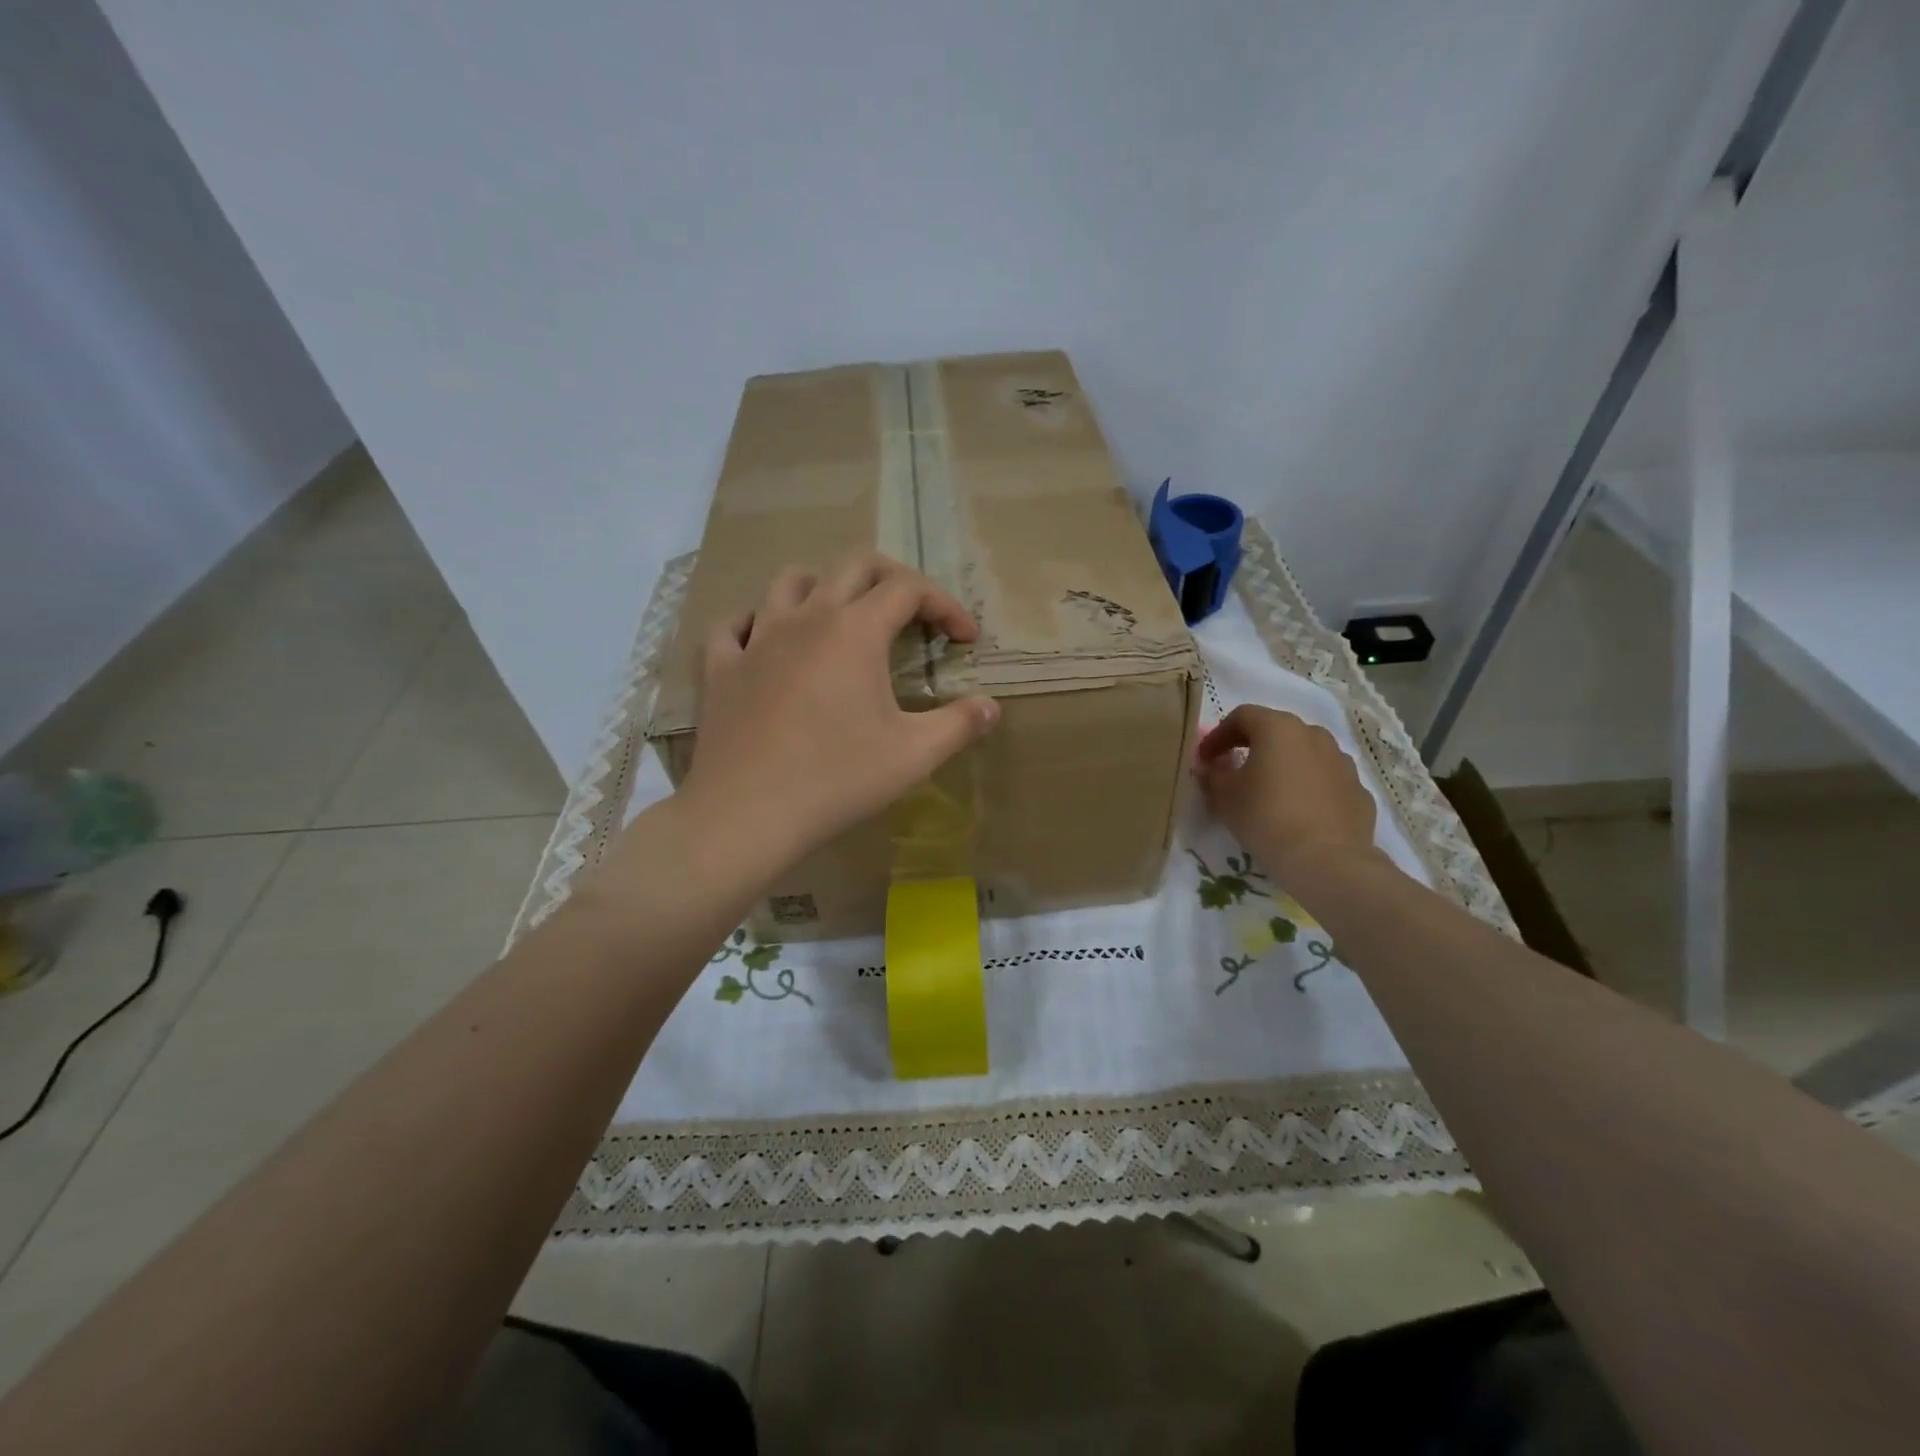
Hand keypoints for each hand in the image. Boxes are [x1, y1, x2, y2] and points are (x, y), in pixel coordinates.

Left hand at [679, 553, 1000, 874]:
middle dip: (893, 579)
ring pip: (790, 581)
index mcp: (856, 630)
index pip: (909, 588)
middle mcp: (807, 618)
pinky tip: (767, 642)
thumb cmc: (838, 779)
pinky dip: (756, 623)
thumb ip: (959, 724)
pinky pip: (734, 625)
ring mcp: (757, 638)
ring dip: (824, 586)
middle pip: (853, 566)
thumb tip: (991, 707)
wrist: (747, 812)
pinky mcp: (722, 667)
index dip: (945, 605)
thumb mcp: (914, 755)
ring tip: (841, 617)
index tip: (965, 639)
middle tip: (914, 613)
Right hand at [1194, 705, 1381, 888]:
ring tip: (1269, 791)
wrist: (1326, 860)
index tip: (1205, 759)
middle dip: (1252, 746)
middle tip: (1234, 770)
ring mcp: (1341, 761)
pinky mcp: (1358, 789)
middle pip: (1276, 731)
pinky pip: (1325, 779)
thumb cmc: (1266, 817)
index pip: (1241, 716)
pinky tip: (1298, 811)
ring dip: (1284, 765)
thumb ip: (1211, 774)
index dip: (1218, 735)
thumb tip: (1208, 767)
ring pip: (1304, 753)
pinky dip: (1308, 787)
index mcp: (1278, 728)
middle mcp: (1313, 734)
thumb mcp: (1224, 796)